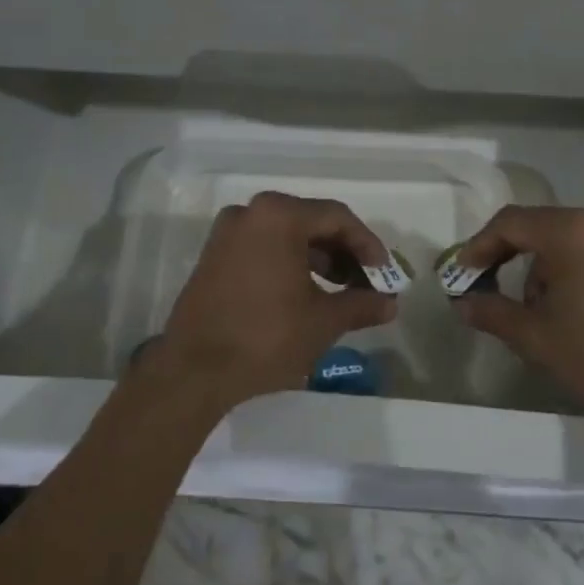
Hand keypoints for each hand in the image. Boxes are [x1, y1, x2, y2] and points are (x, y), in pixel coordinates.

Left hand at [145, 191, 398, 412]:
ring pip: (287, 235)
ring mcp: (228, 233)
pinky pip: (264, 247)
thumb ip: (362, 304)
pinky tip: (306, 293)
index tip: (385, 274)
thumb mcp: (323, 321)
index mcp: (279, 215)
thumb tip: (391, 304)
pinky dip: (290, 263)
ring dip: (319, 259)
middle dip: (344, 252)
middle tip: (365, 282)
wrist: (193, 372)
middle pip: (311, 222)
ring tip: (340, 291)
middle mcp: (251, 212)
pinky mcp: (214, 256)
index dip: (368, 245)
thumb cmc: (265, 338)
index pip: (338, 218)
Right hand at [447, 206, 583, 415]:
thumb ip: (493, 314)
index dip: (479, 246)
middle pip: (540, 228)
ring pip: (568, 239)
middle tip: (496, 295)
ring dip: (546, 268)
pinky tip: (578, 306)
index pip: (510, 223)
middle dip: (513, 260)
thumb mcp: (538, 339)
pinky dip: (575, 267)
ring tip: (545, 313)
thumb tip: (462, 303)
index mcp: (571, 231)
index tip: (463, 273)